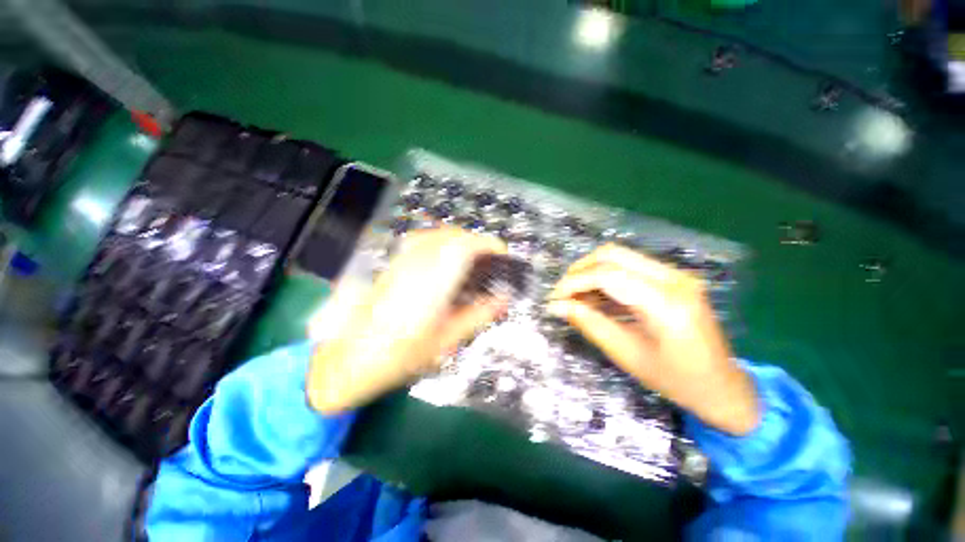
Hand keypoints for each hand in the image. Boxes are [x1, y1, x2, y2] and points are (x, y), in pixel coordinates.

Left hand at [307, 228, 509, 413]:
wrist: (351, 358)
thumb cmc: (401, 355)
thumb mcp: (446, 340)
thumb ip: (478, 315)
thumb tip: (504, 299)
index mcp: (433, 284)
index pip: (464, 247)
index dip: (487, 244)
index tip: (501, 253)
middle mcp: (417, 265)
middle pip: (452, 235)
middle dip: (476, 242)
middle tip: (489, 261)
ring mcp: (402, 262)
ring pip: (437, 234)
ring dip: (459, 240)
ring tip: (470, 260)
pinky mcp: (393, 264)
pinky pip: (421, 240)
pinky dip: (440, 242)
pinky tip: (444, 260)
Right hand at [547, 244, 758, 434]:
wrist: (724, 387)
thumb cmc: (677, 381)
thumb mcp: (626, 355)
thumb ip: (590, 324)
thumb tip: (557, 306)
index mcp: (667, 304)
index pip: (608, 275)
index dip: (574, 283)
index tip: (554, 299)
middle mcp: (675, 278)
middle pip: (612, 254)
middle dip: (579, 270)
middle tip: (563, 293)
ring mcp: (677, 274)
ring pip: (620, 256)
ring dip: (591, 271)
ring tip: (576, 297)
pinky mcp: (674, 277)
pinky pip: (630, 266)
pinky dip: (606, 277)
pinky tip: (596, 296)